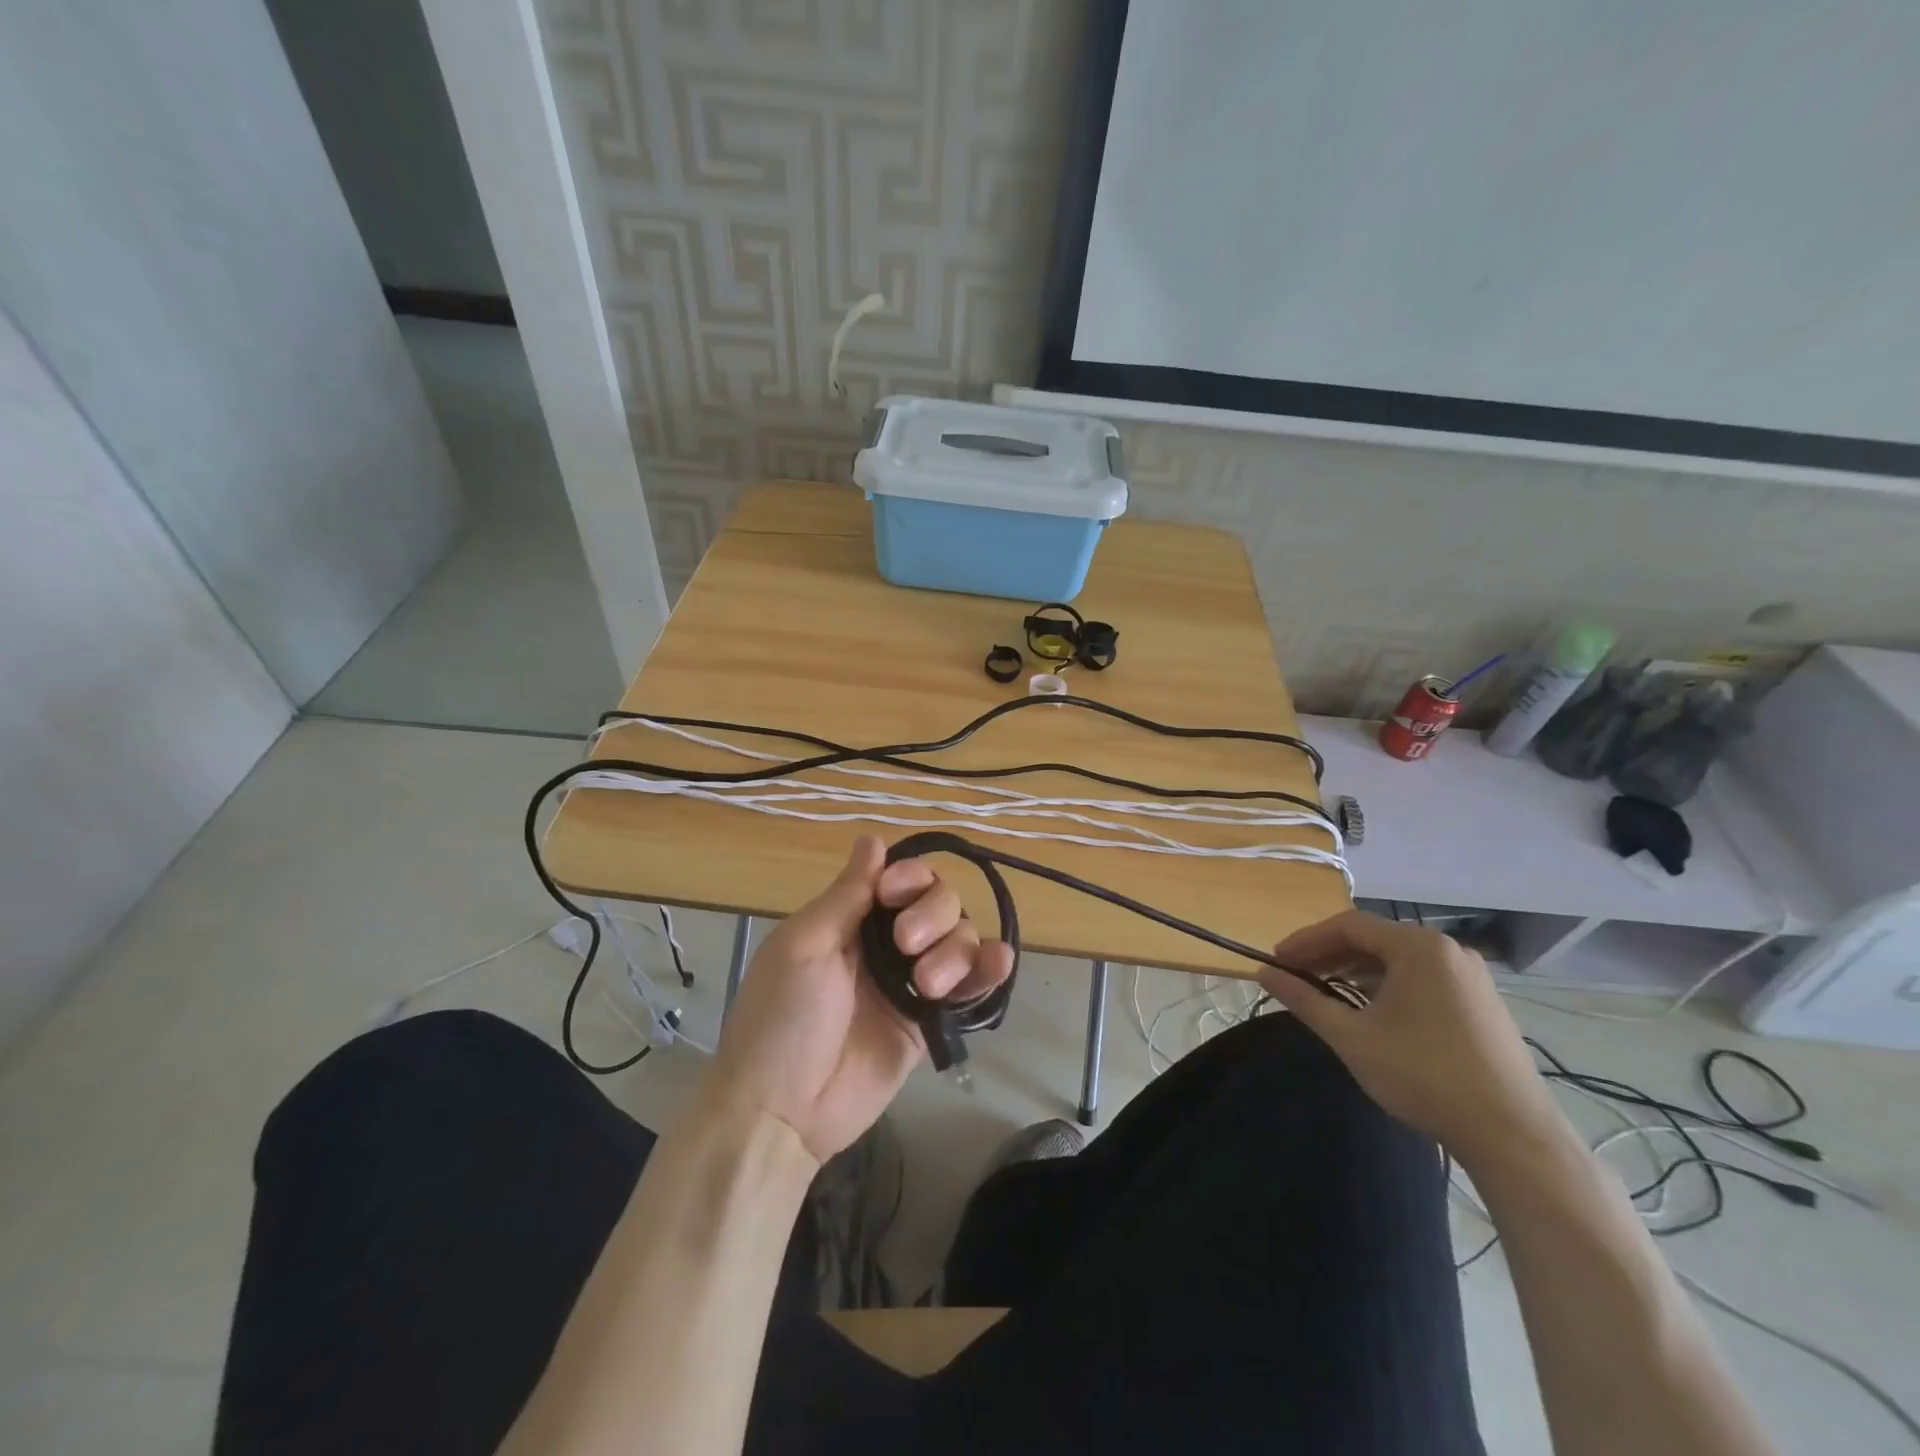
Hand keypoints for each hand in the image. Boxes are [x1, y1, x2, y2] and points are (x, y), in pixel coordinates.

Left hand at [706, 835, 1014, 1164]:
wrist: (782, 1110)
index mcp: (853, 919)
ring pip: (960, 940)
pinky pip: (970, 988)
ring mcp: (912, 982)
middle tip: (906, 944)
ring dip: (956, 950)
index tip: (894, 894)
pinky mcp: (930, 1021)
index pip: (901, 878)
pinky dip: (989, 971)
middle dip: (933, 914)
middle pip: (940, 902)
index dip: (910, 877)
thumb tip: (874, 839)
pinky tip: (998, 964)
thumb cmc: (781, 1017)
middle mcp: (887, 943)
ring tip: (929, 986)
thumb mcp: (804, 946)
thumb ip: (846, 895)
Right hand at [1256, 910, 1563, 1167]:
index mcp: (1418, 947)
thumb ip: (1304, 999)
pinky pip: (1423, 978)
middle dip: (1329, 955)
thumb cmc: (1423, 1076)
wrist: (1512, 1136)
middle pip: (1374, 939)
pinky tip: (1371, 1012)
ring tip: (1326, 995)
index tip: (1276, 961)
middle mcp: (1448, 950)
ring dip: (1357, 971)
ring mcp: (1471, 976)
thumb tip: (1263, 973)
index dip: (1306, 940)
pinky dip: (1388, 986)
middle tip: (1295, 977)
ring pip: (1398, 960)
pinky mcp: (1483, 1003)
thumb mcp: (1351, 1037)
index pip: (1348, 925)